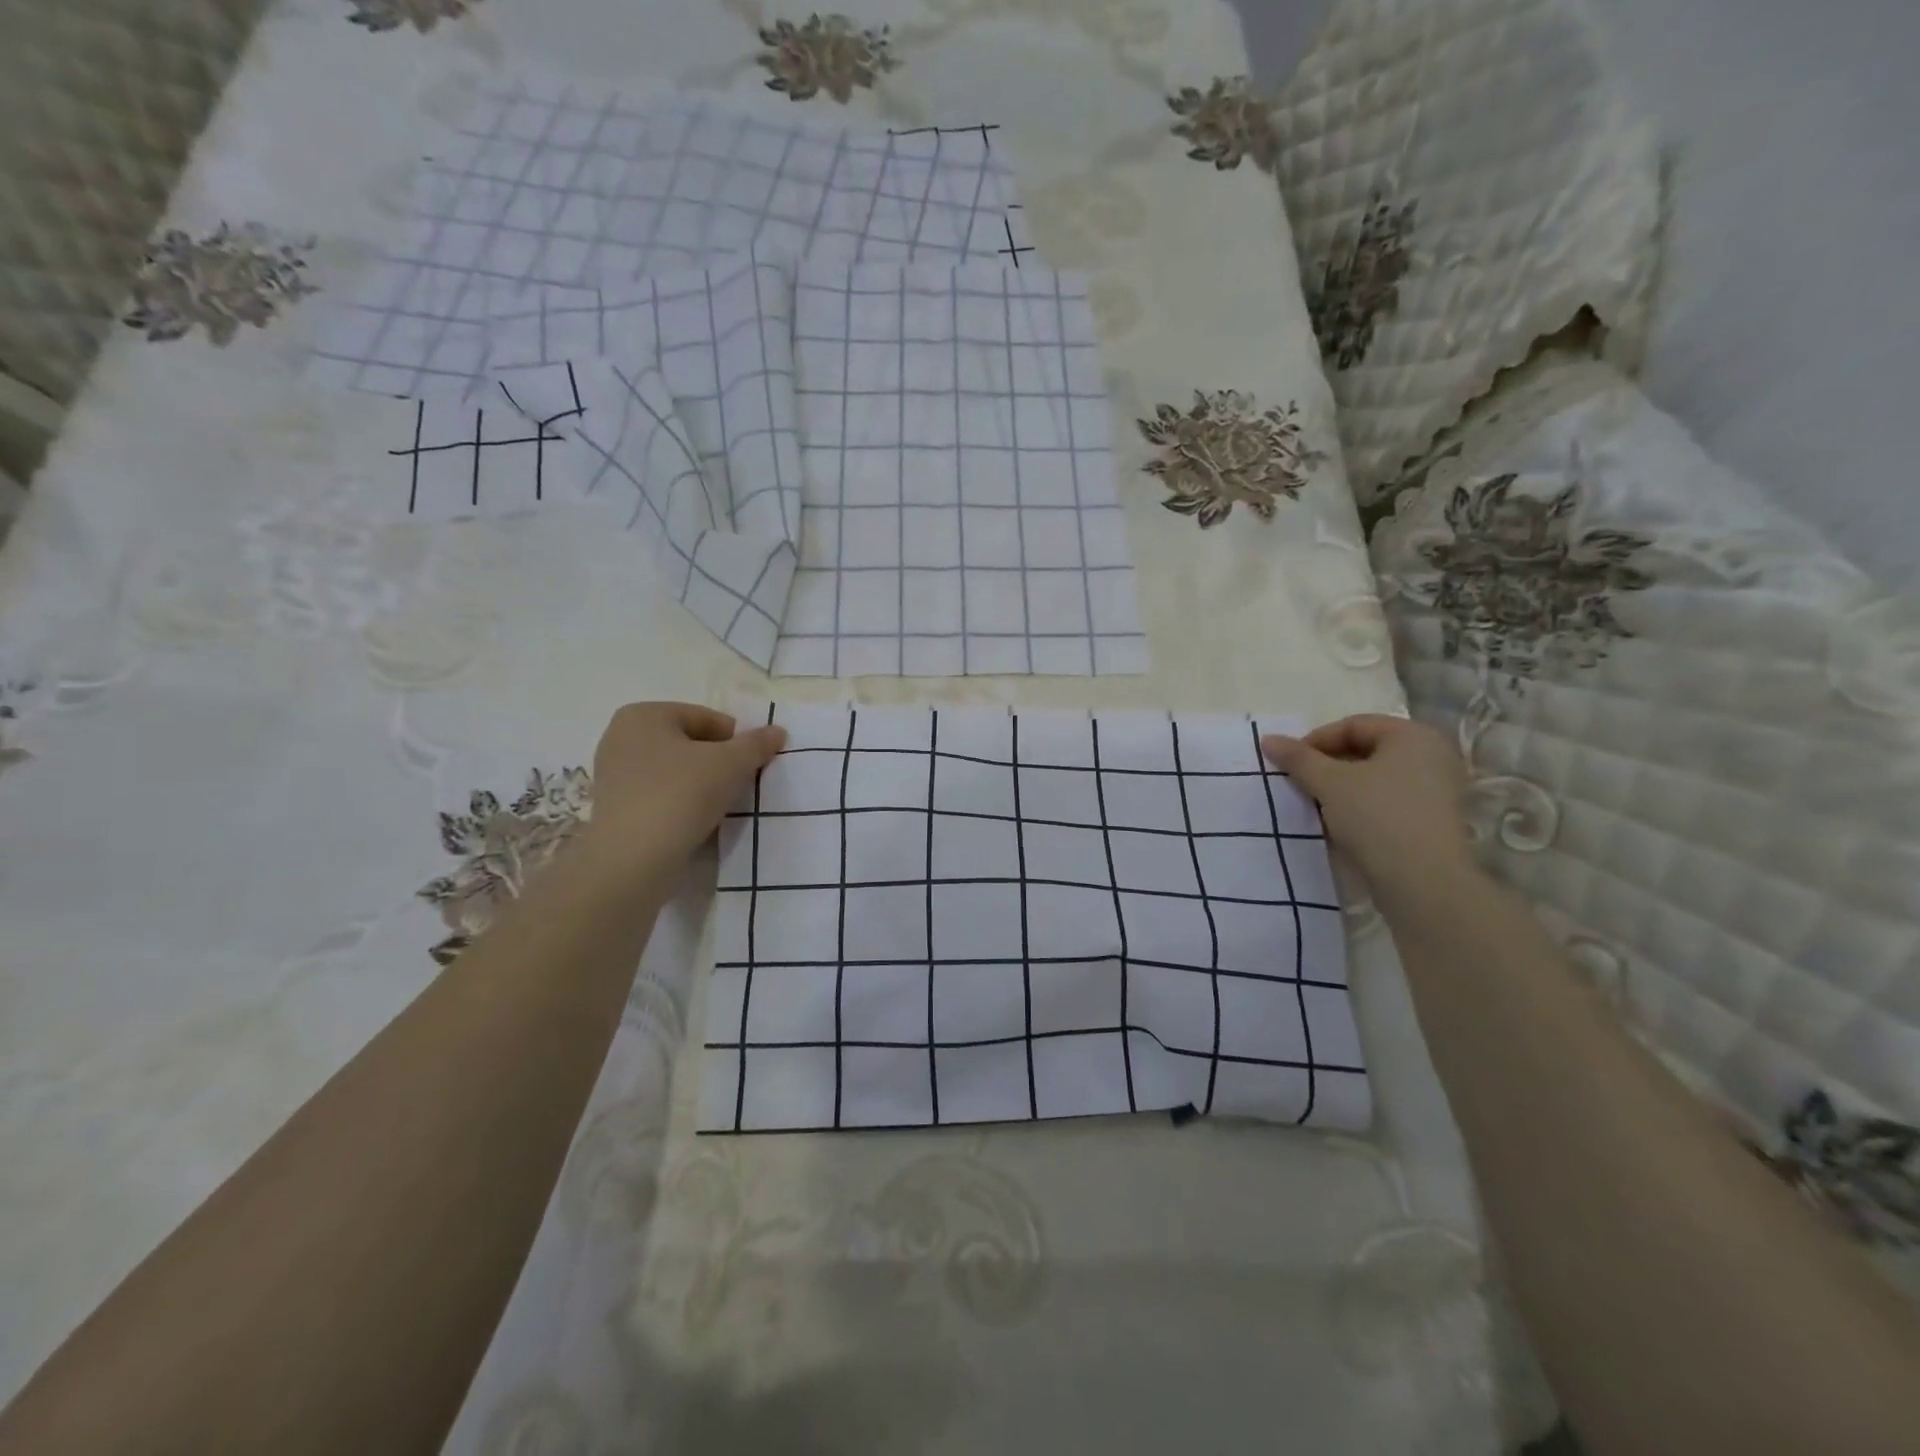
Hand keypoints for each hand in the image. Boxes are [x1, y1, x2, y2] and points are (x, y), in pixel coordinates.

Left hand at [577, 703, 785, 878]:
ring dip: (702, 785)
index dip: (736, 741)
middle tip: (738, 787)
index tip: (751, 767)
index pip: (707, 719)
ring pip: (676, 771)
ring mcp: (614, 774)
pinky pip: (660, 795)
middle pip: (690, 744)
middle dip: (718, 763)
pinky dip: (681, 804)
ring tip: (719, 807)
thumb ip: (756, 744)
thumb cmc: (680, 795)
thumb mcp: (730, 764)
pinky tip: (696, 823)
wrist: (631, 860)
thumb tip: (777, 731)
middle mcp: (622, 737)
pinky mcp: (615, 808)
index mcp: (645, 715)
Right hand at [1261, 714, 1473, 893]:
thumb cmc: (1377, 816)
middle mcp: (1432, 755)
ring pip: (1375, 778)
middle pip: (1366, 750)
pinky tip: (1338, 825)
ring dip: (1340, 788)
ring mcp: (1437, 790)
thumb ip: (1297, 758)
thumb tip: (1267, 740)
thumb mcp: (1329, 782)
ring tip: (1314, 805)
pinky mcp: (1432, 821)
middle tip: (1299, 783)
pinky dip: (1360, 807)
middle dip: (1327, 765)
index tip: (1290, 763)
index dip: (1316, 740)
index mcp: (1413, 735)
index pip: (1354, 725)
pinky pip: (1387, 801)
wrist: (1422, 881)